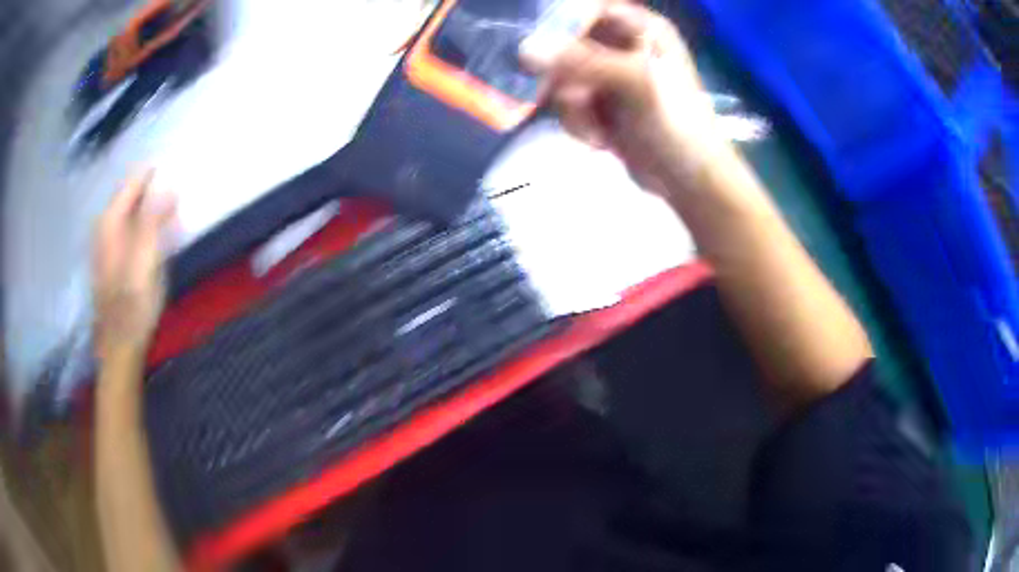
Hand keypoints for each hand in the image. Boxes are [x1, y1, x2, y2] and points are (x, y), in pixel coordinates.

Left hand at [92, 171, 176, 359]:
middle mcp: (104, 226)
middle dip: (152, 189)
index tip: (176, 168)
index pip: (134, 180)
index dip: (154, 173)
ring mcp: (105, 244)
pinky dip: (143, 225)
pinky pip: (128, 229)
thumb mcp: (146, 259)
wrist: (120, 344)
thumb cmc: (134, 303)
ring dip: (149, 208)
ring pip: (129, 212)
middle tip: (176, 191)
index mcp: (111, 220)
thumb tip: (168, 185)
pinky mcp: (110, 261)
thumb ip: (154, 219)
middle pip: (130, 195)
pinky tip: (154, 235)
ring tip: (170, 210)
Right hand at [520, 2, 724, 195]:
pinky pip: (566, 103)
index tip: (539, 45)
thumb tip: (526, 49)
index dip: (560, 23)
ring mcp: (609, 76)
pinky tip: (601, 140)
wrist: (688, 179)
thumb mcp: (637, 83)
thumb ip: (584, 62)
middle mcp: (622, 46)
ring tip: (598, 129)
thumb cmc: (676, 124)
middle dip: (564, 77)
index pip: (587, 8)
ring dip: (572, 108)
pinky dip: (578, 124)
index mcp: (640, 28)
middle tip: (576, 100)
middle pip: (566, 43)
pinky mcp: (600, 104)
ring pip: (561, 77)